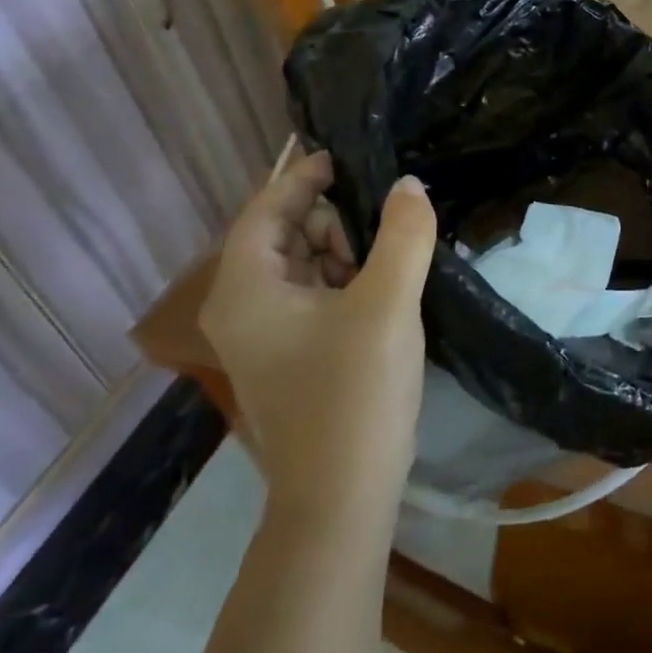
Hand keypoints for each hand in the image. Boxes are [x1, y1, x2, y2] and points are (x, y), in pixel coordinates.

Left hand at [199, 152, 437, 510]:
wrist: (342, 496)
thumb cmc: (354, 393)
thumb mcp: (387, 304)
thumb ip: (403, 235)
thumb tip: (408, 185)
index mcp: (246, 289)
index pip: (265, 209)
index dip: (302, 177)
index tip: (344, 156)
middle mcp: (243, 307)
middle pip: (283, 234)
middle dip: (332, 220)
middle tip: (385, 231)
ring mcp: (264, 335)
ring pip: (302, 265)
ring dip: (344, 251)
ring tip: (389, 263)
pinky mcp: (290, 355)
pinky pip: (313, 295)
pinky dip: (345, 280)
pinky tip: (383, 290)